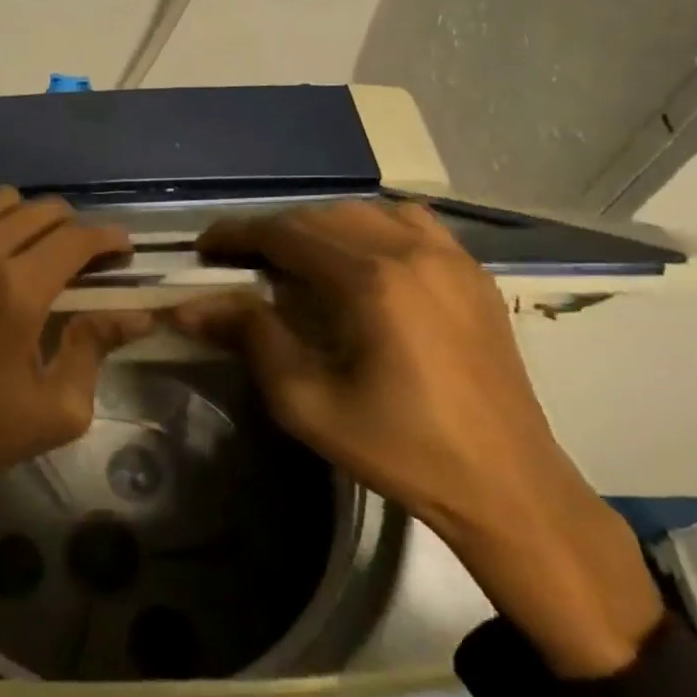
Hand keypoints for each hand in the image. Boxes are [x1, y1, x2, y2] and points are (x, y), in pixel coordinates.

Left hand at [0, 186, 153, 504]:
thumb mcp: (56, 409)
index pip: (76, 237)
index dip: (108, 238)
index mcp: (15, 289)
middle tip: (76, 257)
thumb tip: (136, 314)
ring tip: (25, 254)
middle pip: (39, 210)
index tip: (120, 249)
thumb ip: (97, 347)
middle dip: (70, 227)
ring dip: (22, 222)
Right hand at [170, 199, 661, 677]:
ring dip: (317, 226)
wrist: (507, 485)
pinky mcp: (472, 272)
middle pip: (321, 216)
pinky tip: (356, 257)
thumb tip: (189, 306)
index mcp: (371, 280)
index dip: (237, 234)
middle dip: (272, 232)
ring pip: (364, 211)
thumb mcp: (306, 401)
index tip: (204, 249)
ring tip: (292, 258)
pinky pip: (408, 223)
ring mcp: (450, 256)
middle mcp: (412, 250)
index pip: (285, 233)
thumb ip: (250, 337)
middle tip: (238, 261)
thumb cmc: (399, 448)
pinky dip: (367, 227)